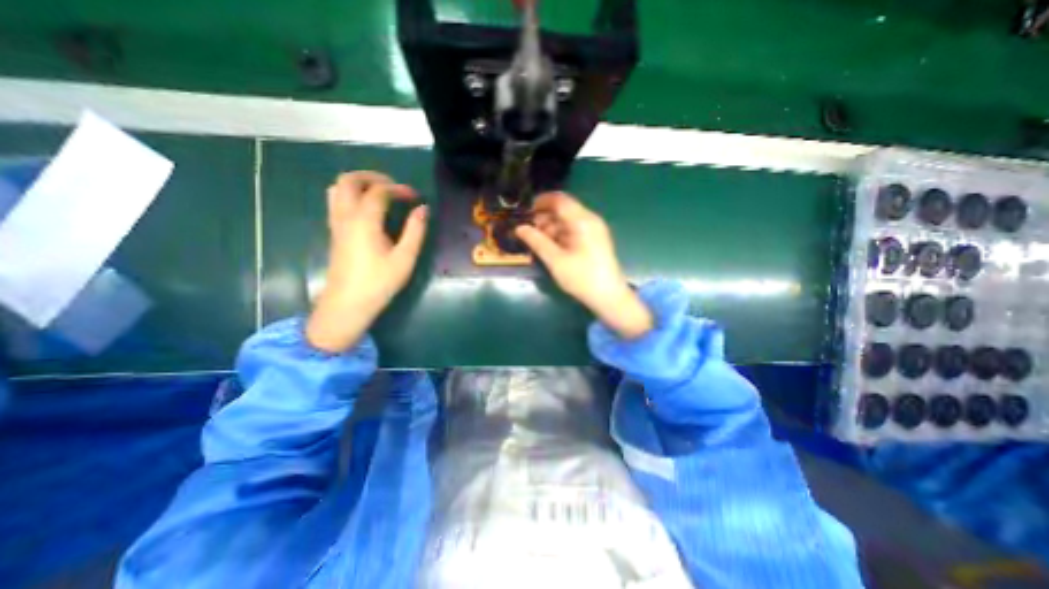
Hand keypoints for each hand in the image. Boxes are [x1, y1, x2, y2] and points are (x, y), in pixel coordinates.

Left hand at [306, 173, 426, 351]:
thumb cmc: (379, 282)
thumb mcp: (404, 258)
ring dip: (358, 184)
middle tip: (394, 187)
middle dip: (372, 177)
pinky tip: (369, 211)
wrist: (347, 304)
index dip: (399, 189)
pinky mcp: (334, 233)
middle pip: (348, 180)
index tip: (415, 197)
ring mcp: (336, 224)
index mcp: (364, 221)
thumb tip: (423, 209)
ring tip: (380, 194)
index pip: (379, 191)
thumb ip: (415, 231)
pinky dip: (351, 196)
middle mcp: (345, 216)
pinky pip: (336, 202)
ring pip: (337, 189)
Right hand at [516, 192, 652, 339]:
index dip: (540, 202)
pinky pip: (573, 230)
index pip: (559, 200)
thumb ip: (537, 241)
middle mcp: (590, 220)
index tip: (523, 211)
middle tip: (527, 231)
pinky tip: (549, 247)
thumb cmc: (582, 278)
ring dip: (550, 228)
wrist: (609, 297)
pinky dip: (559, 235)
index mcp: (583, 221)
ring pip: (567, 221)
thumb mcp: (556, 260)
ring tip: (535, 241)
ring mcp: (593, 230)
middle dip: (543, 217)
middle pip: (563, 210)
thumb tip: (519, 228)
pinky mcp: (593, 240)